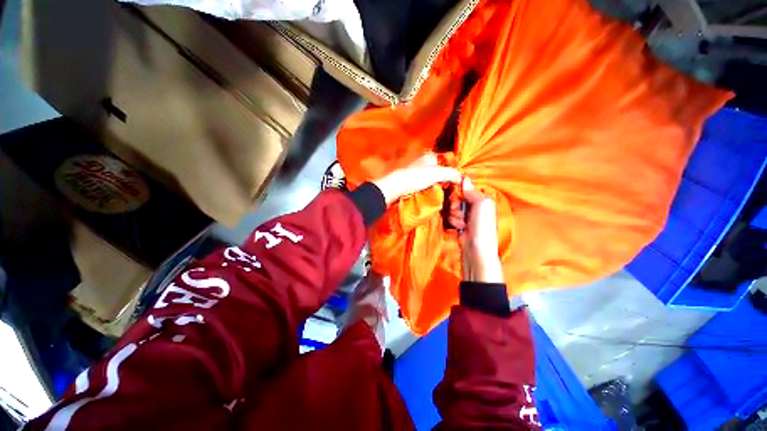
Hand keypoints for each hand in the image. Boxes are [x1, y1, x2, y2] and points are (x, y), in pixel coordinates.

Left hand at [373, 153, 460, 204]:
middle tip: (450, 187)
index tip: (456, 179)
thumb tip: (461, 178)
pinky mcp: (412, 180)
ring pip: (432, 177)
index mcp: (430, 156)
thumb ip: (450, 173)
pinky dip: (429, 187)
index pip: (446, 160)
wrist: (396, 186)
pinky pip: (425, 183)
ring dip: (437, 184)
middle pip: (439, 169)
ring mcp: (417, 171)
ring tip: (441, 191)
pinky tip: (431, 193)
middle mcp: (423, 161)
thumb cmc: (417, 177)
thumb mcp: (437, 174)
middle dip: (444, 178)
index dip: (452, 169)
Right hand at [448, 178, 503, 282]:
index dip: (460, 189)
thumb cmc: (483, 226)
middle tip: (462, 212)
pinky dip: (453, 221)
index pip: (466, 188)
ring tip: (463, 223)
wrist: (476, 248)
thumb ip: (473, 191)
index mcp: (482, 199)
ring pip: (452, 207)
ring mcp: (465, 214)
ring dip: (455, 215)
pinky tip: (460, 227)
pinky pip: (450, 216)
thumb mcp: (482, 204)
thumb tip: (464, 180)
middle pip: (456, 197)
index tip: (457, 192)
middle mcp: (473, 205)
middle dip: (457, 205)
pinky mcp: (458, 222)